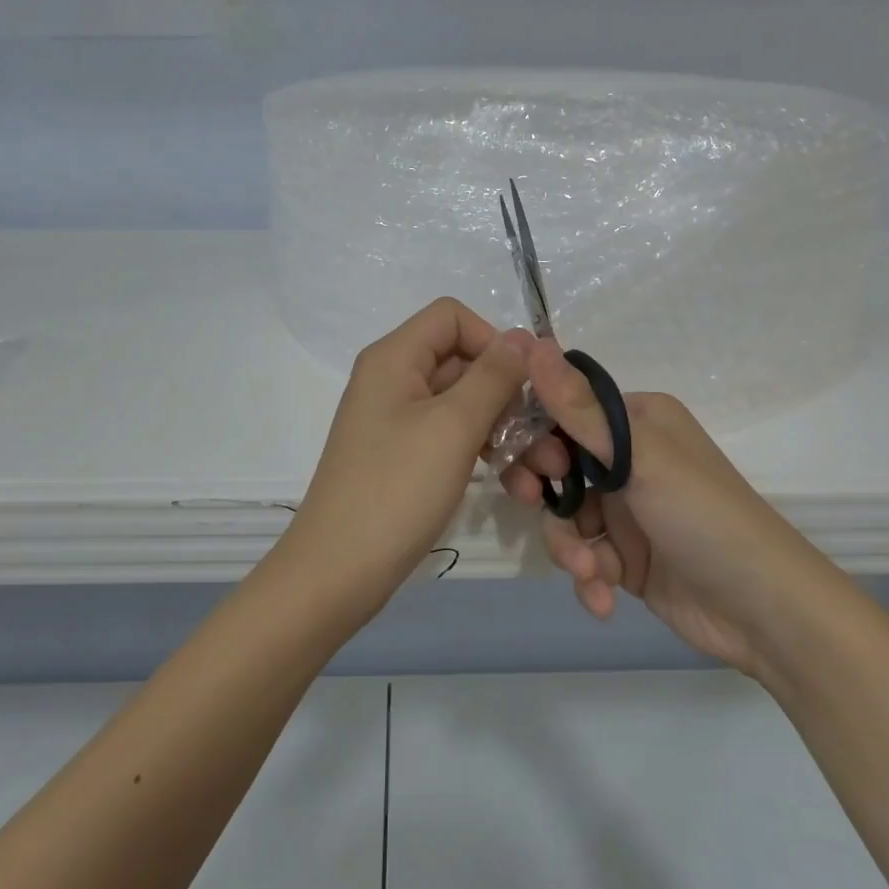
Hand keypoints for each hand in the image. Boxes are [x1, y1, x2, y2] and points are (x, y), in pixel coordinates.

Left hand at [280, 299, 531, 623]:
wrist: (338, 571)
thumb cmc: (396, 489)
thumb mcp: (453, 427)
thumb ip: (493, 376)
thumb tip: (522, 336)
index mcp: (395, 358)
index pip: (452, 317)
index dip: (493, 341)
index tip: (525, 384)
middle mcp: (394, 380)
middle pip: (464, 363)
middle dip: (511, 398)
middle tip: (550, 441)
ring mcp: (397, 421)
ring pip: (465, 407)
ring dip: (508, 434)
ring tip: (545, 475)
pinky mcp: (404, 457)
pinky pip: (452, 439)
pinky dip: (485, 456)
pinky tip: (519, 488)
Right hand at [499, 340, 817, 680]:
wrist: (765, 611)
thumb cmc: (703, 515)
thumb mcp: (639, 457)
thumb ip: (578, 407)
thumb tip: (530, 341)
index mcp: (635, 422)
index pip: (564, 412)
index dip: (535, 435)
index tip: (530, 462)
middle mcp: (628, 460)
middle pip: (556, 466)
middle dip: (544, 494)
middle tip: (536, 506)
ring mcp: (626, 511)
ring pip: (565, 518)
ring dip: (570, 548)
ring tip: (590, 572)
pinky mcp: (626, 557)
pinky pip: (584, 557)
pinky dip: (589, 579)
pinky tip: (604, 599)